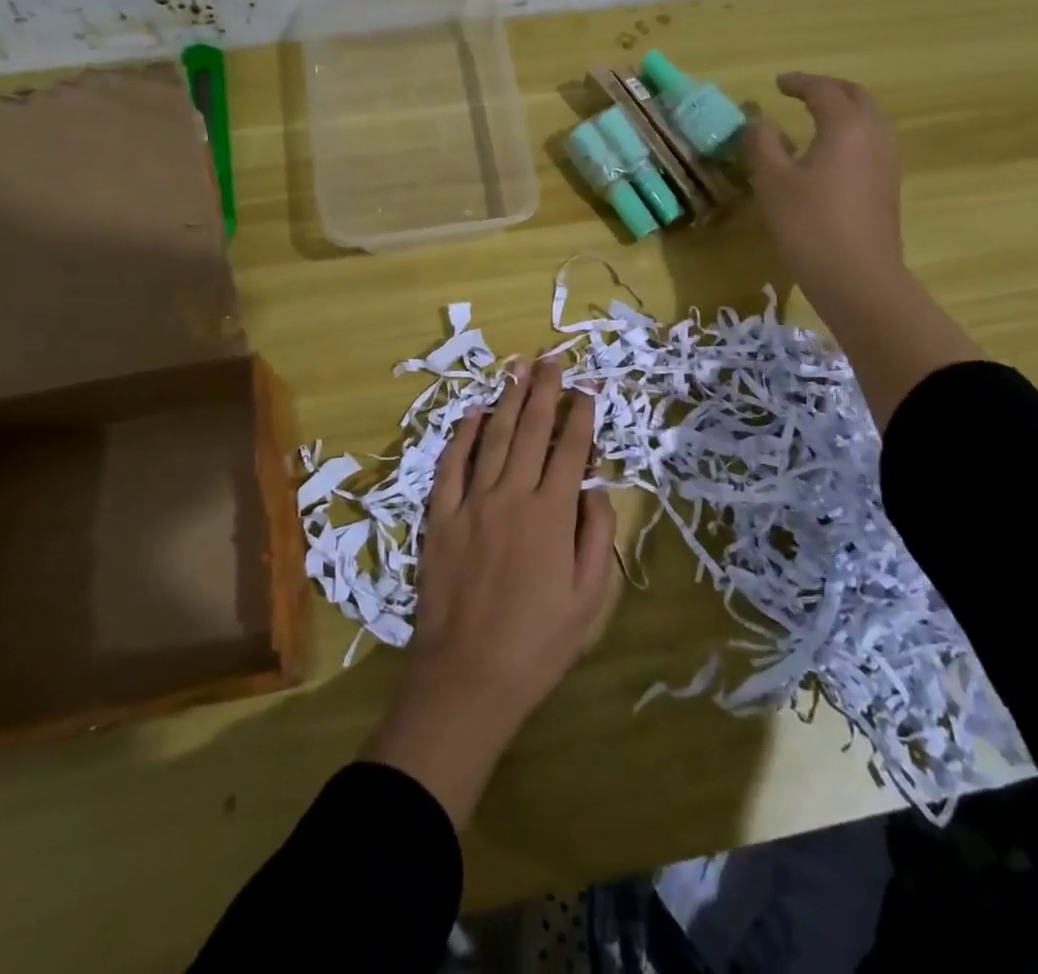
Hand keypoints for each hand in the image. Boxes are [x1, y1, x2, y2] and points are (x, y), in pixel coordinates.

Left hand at [362, 357, 617, 826]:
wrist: (468, 676)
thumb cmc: (538, 643)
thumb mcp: (589, 599)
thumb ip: (597, 538)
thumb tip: (596, 490)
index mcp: (552, 515)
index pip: (571, 451)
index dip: (581, 416)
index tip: (587, 389)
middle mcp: (513, 496)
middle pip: (532, 431)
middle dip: (545, 393)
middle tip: (552, 361)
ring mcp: (472, 503)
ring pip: (494, 439)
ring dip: (507, 401)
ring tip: (518, 371)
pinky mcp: (441, 517)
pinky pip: (452, 466)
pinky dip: (463, 436)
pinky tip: (473, 414)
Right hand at [743, 72, 979, 423]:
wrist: (858, 277)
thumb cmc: (809, 225)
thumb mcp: (772, 182)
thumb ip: (762, 144)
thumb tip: (759, 121)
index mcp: (845, 125)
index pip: (823, 89)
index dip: (799, 82)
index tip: (777, 83)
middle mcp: (873, 134)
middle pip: (855, 96)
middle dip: (827, 89)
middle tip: (800, 93)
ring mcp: (887, 160)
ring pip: (868, 119)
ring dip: (843, 110)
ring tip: (815, 119)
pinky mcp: (888, 185)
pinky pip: (871, 142)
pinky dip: (850, 133)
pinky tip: (830, 154)